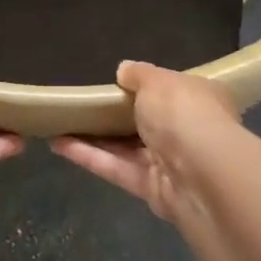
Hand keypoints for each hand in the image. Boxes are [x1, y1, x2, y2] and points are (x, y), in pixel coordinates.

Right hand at [51, 61, 241, 225]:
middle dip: (115, 116)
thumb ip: (138, 74)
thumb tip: (123, 70)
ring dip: (95, 137)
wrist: (202, 175)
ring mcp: (170, 164)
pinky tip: (58, 144)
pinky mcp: (151, 190)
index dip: (146, 88)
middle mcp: (188, 132)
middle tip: (82, 105)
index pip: (173, 91)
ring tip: (61, 124)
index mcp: (200, 100)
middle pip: (147, 122)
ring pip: (127, 148)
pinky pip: (116, 168)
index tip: (117, 84)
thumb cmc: (183, 114)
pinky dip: (89, 156)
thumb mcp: (158, 81)